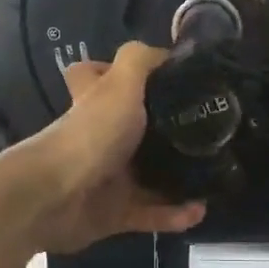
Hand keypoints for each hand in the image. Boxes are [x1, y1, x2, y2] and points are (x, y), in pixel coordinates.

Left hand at [0, 42, 204, 253]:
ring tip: (214, 176)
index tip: (159, 78)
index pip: (98, 77)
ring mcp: (107, 177)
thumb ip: (140, 61)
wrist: (54, 198)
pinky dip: (174, 214)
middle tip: (207, 132)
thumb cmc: (90, 134)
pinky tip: (199, 211)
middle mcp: (101, 137)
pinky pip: (151, 213)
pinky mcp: (114, 213)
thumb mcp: (119, 85)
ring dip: (181, 178)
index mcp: (97, 103)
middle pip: (135, 130)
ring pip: (150, 175)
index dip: (117, 72)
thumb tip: (167, 52)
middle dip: (170, 133)